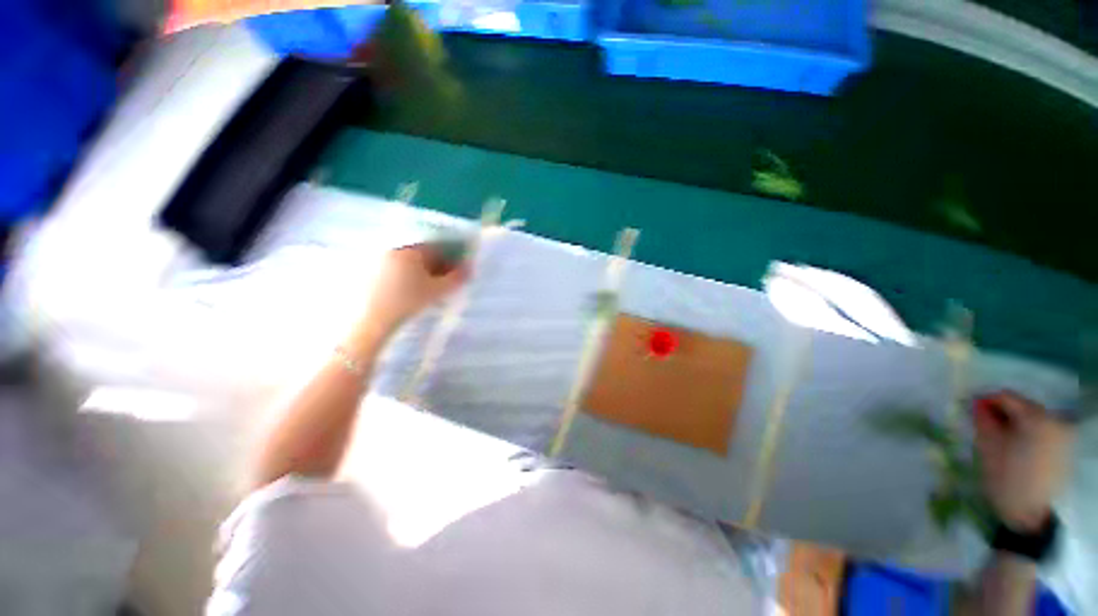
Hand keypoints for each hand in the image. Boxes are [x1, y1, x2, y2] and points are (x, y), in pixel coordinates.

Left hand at [356, 245, 468, 339]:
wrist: (372, 321)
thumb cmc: (407, 302)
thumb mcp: (437, 291)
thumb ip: (456, 278)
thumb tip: (469, 268)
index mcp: (410, 251)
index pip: (437, 247)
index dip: (452, 257)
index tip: (460, 269)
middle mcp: (394, 250)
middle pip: (423, 254)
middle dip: (439, 264)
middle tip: (448, 280)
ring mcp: (380, 261)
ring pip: (410, 262)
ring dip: (425, 271)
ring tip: (432, 288)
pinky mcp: (371, 274)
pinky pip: (397, 270)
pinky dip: (409, 276)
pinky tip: (414, 290)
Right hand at [973, 391, 1073, 531]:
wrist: (1029, 514)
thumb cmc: (1005, 476)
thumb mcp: (987, 444)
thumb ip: (982, 418)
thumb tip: (977, 403)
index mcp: (1036, 417)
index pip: (1007, 397)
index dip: (986, 401)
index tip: (972, 410)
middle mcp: (1055, 420)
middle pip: (1023, 407)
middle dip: (1003, 414)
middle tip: (984, 426)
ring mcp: (1064, 435)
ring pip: (1033, 420)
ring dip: (1015, 425)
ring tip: (1001, 440)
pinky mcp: (1065, 449)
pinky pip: (1042, 432)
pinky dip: (1027, 435)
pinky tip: (1017, 450)